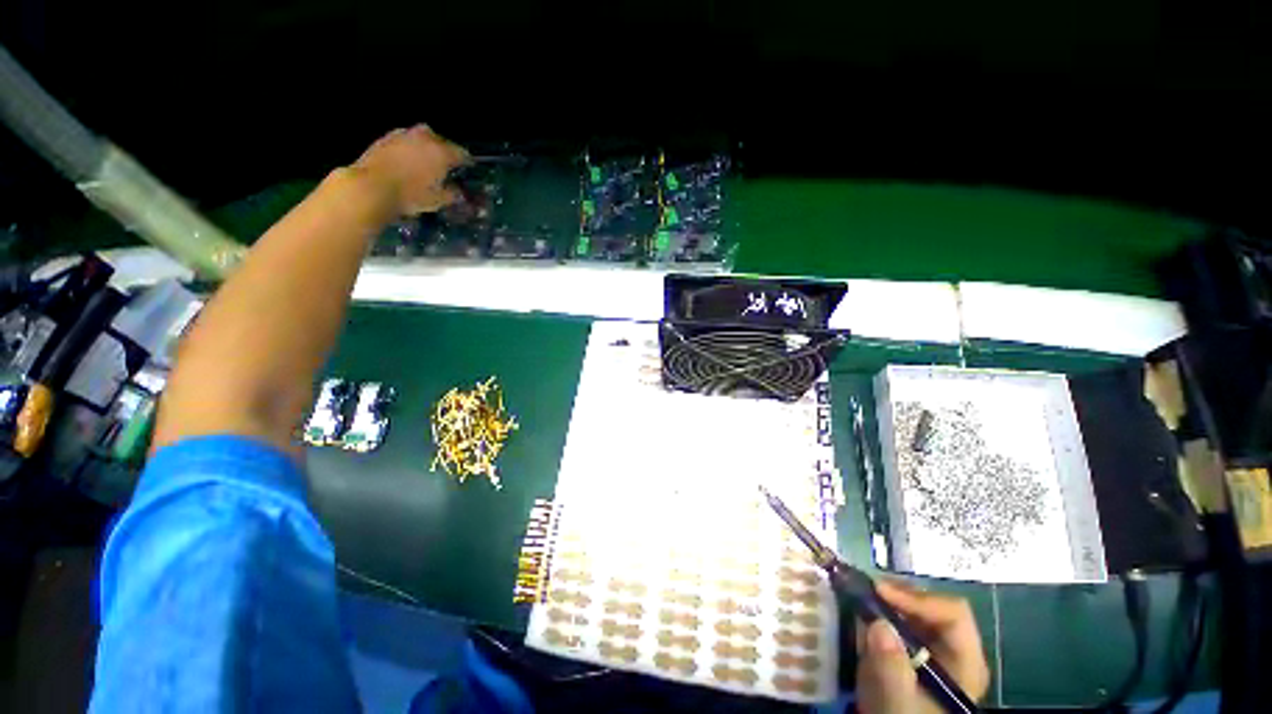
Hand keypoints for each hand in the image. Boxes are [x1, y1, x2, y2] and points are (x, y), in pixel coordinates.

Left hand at [353, 125, 468, 215]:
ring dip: (425, 146)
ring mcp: (403, 135)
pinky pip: (403, 140)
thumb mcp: (438, 200)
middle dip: (445, 150)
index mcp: (442, 152)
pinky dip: (408, 148)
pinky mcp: (385, 138)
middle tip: (446, 164)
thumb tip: (458, 192)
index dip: (467, 162)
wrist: (372, 187)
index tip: (469, 169)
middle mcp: (424, 138)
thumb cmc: (411, 195)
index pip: (461, 154)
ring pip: (420, 137)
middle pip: (440, 140)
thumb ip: (452, 194)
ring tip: (425, 160)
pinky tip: (407, 159)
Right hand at [856, 580, 989, 713]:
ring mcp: (935, 651)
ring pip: (915, 611)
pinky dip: (880, 611)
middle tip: (865, 587)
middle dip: (898, 594)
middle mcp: (955, 651)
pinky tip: (860, 611)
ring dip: (887, 599)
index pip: (953, 613)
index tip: (878, 591)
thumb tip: (879, 624)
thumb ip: (892, 667)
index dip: (917, 598)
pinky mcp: (914, 653)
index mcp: (966, 662)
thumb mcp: (899, 702)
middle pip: (932, 607)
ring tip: (859, 594)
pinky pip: (901, 621)